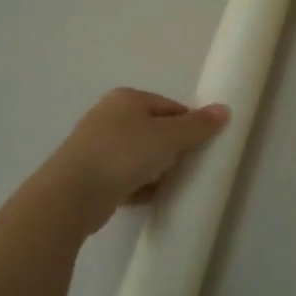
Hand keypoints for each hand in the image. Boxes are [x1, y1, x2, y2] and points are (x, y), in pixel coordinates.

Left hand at [40, 88, 230, 233]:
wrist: (72, 195)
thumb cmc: (123, 155)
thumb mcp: (168, 137)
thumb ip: (197, 125)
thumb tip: (224, 110)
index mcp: (126, 99)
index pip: (170, 107)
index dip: (188, 126)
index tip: (200, 148)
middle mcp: (109, 116)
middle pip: (155, 131)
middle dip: (172, 150)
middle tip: (185, 168)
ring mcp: (97, 146)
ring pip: (140, 156)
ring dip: (156, 170)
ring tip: (167, 185)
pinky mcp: (91, 174)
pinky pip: (125, 176)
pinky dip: (139, 185)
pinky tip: (148, 197)